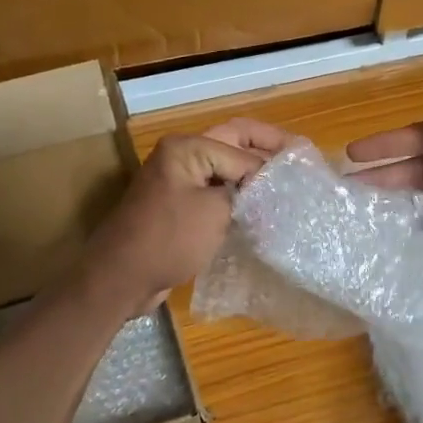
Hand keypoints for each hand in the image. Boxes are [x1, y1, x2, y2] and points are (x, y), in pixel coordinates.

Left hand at [87, 119, 289, 311]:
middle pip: (233, 144)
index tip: (301, 179)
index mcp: (188, 147)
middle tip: (300, 158)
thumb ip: (245, 189)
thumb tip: (266, 184)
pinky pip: (214, 194)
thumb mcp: (215, 210)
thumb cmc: (169, 238)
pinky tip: (259, 210)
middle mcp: (181, 157)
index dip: (271, 165)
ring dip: (251, 175)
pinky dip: (236, 198)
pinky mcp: (178, 209)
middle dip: (265, 150)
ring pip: (224, 171)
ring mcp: (178, 183)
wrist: (122, 277)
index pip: (242, 148)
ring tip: (286, 185)